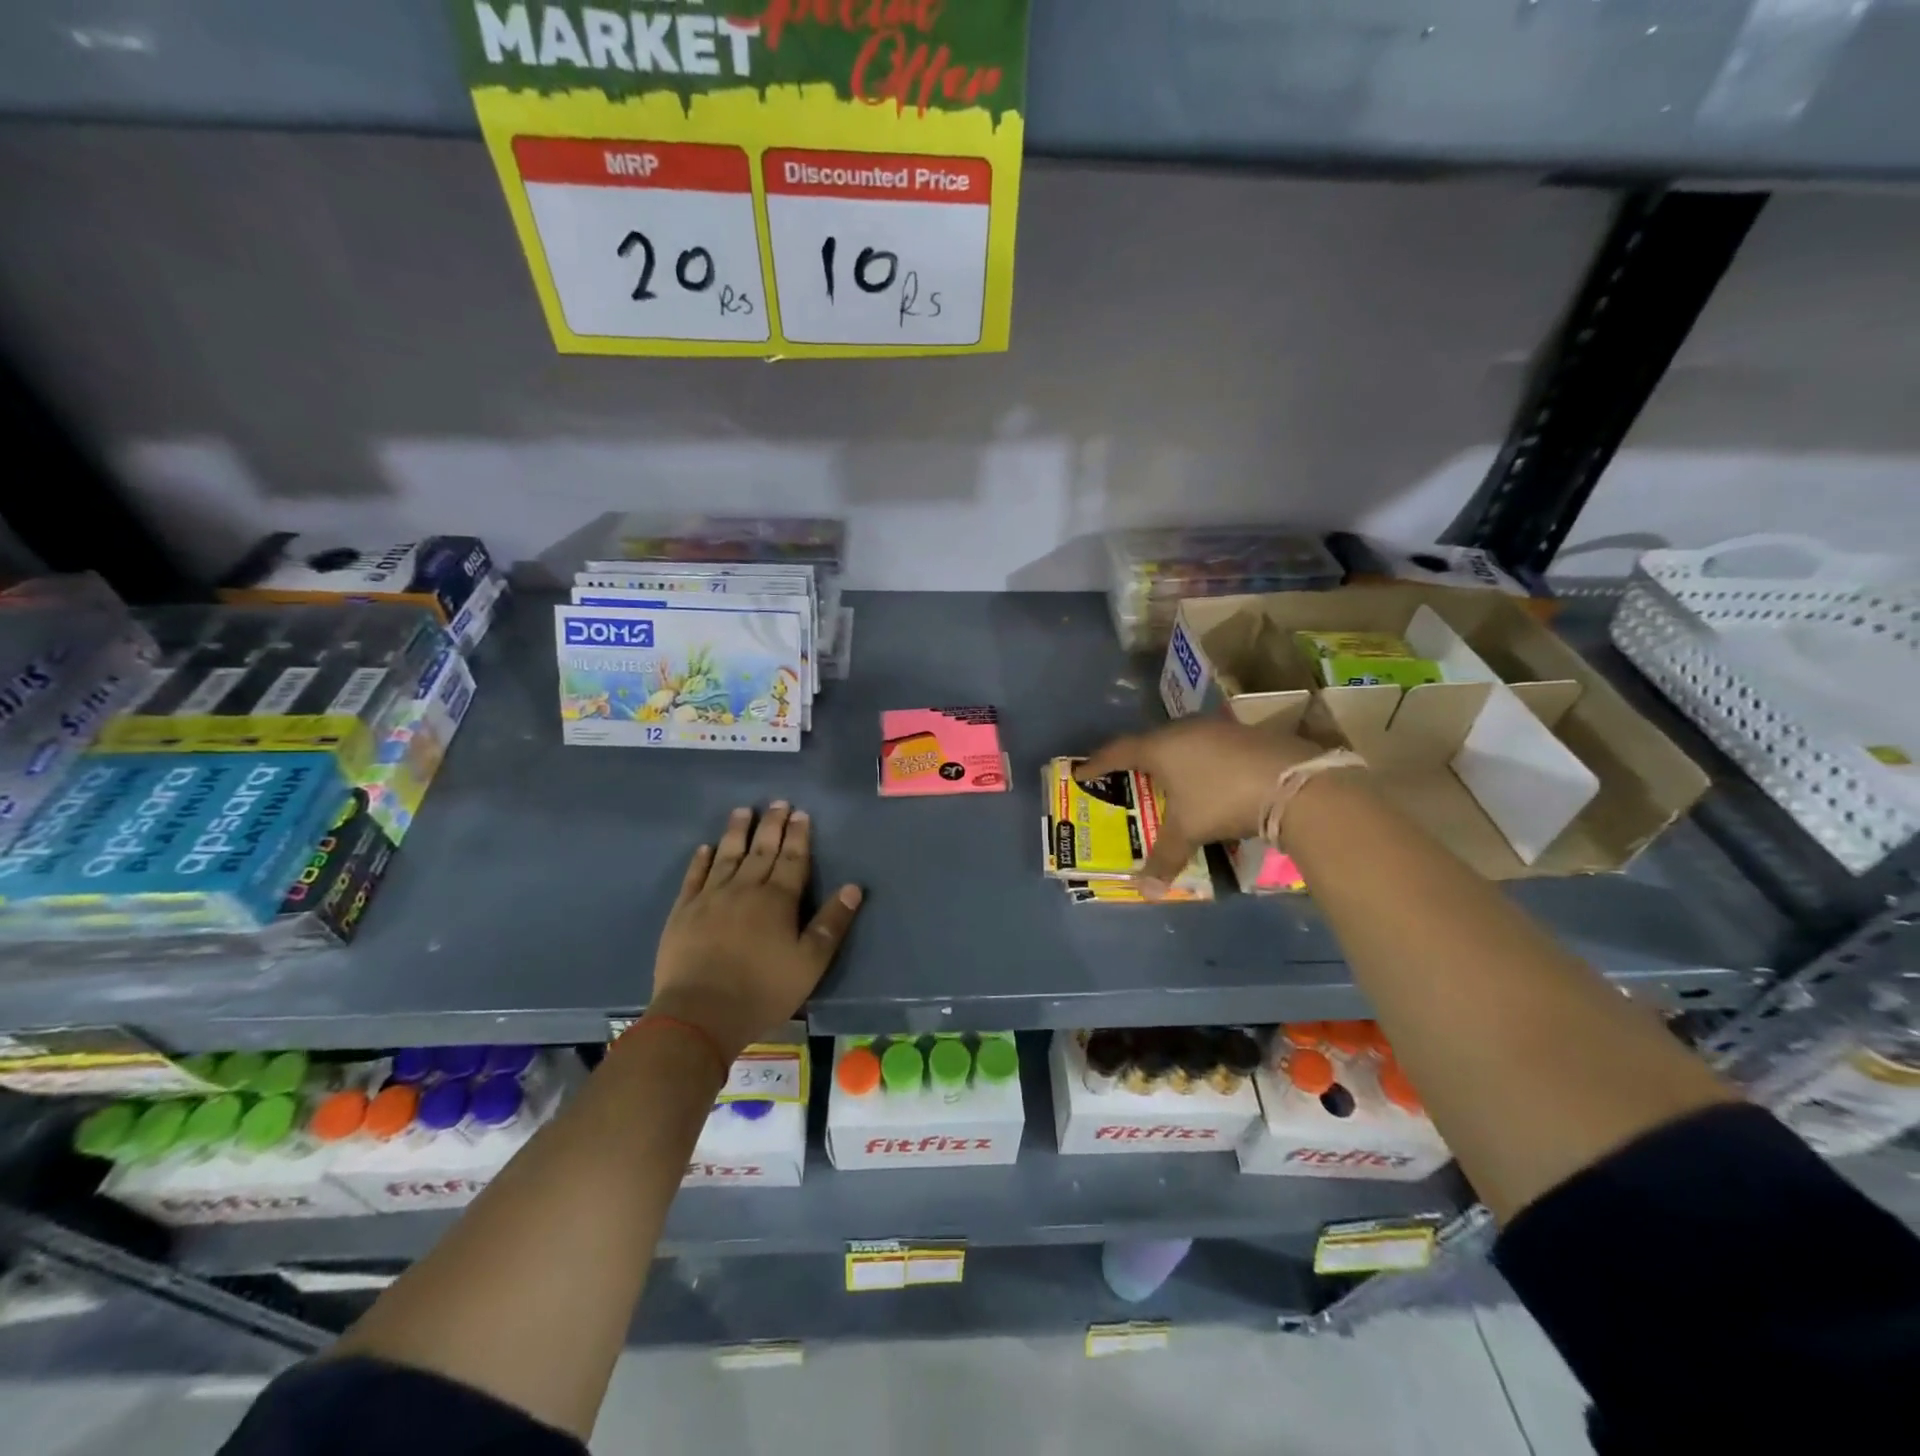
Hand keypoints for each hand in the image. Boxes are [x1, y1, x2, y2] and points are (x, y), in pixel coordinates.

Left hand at [649, 803, 862, 1060]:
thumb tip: (853, 887)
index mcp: (778, 900)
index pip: (792, 859)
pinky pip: (694, 878)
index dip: (798, 836)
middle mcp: (745, 889)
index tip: (800, 814)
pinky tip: (705, 849)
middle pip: (761, 850)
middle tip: (777, 802)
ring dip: (736, 832)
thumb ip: (832, 923)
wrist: (699, 1013)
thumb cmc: (763, 990)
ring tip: (743, 811)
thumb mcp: (810, 963)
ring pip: (727, 856)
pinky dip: (700, 861)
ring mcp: (710, 898)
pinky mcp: (683, 912)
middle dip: (771, 825)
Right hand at [1076, 719, 1325, 897]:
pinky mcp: (1247, 734)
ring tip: (1168, 781)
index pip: (1118, 752)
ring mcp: (1219, 728)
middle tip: (1128, 778)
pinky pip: (1211, 746)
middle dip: (1137, 761)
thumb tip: (1143, 891)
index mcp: (1161, 748)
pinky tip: (1211, 779)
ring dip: (1172, 760)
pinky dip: (1201, 762)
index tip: (1082, 772)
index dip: (1098, 763)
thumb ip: (1164, 858)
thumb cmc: (1223, 801)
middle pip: (1151, 743)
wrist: (1294, 783)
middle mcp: (1185, 730)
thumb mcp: (1189, 831)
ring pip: (1183, 742)